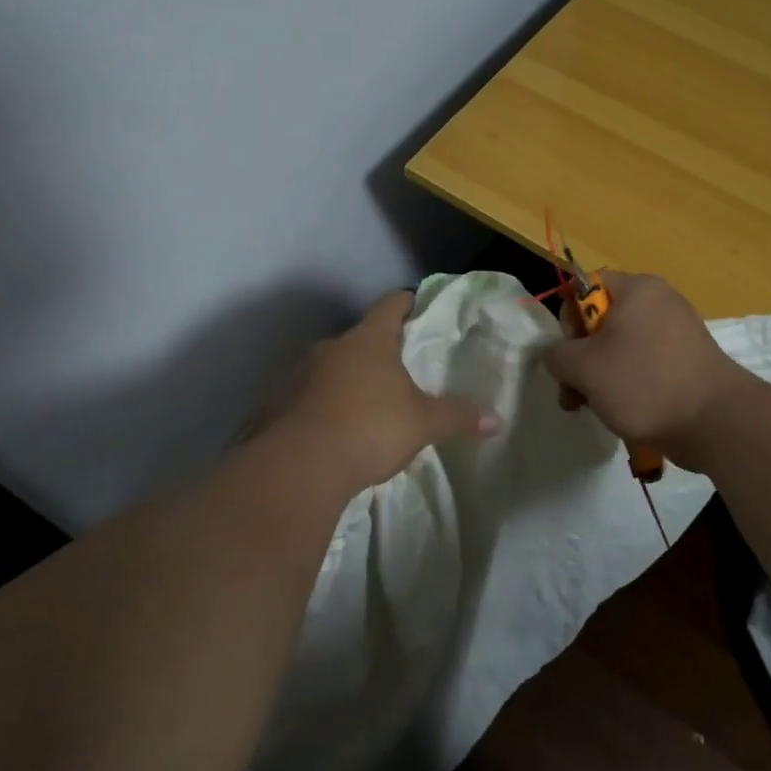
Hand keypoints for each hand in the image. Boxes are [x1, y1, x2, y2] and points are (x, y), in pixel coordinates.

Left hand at [271, 290, 499, 498]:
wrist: (296, 468)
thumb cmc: (368, 428)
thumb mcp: (422, 424)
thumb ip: (457, 417)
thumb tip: (496, 419)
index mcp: (368, 340)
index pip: (392, 304)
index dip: (409, 302)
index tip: (420, 306)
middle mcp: (330, 347)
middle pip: (359, 338)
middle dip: (378, 352)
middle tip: (400, 371)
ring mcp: (297, 374)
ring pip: (329, 368)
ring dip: (345, 381)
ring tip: (366, 406)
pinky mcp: (274, 404)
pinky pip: (304, 398)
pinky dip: (320, 408)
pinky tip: (331, 432)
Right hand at [543, 272, 752, 468]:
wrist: (716, 422)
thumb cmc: (644, 383)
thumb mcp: (584, 368)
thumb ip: (557, 355)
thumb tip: (558, 356)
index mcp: (636, 289)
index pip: (585, 287)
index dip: (568, 320)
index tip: (568, 354)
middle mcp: (659, 302)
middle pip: (601, 321)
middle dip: (580, 358)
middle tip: (572, 392)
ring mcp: (677, 332)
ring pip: (620, 347)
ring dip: (598, 376)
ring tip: (592, 408)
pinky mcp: (687, 361)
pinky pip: (644, 363)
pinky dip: (627, 384)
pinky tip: (621, 412)